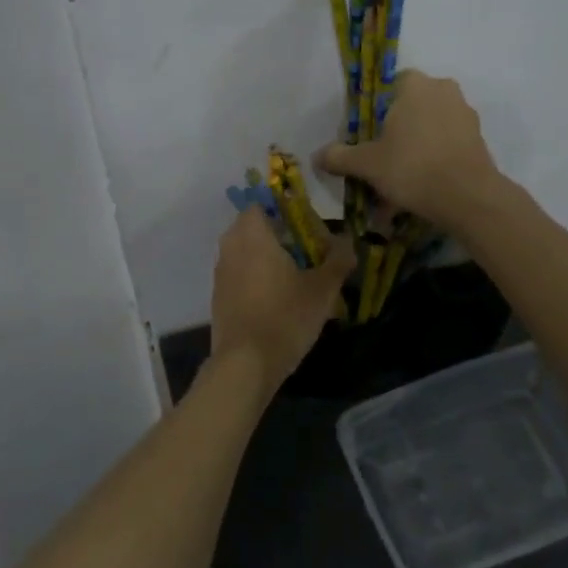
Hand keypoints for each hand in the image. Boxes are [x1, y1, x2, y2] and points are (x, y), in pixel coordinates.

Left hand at [210, 208, 354, 386]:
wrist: (245, 363)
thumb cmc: (285, 316)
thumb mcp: (322, 289)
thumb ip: (337, 260)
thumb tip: (349, 242)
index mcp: (252, 234)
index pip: (261, 204)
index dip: (284, 210)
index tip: (306, 226)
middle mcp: (230, 247)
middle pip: (253, 228)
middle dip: (278, 235)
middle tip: (306, 252)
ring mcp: (220, 273)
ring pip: (245, 253)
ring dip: (267, 258)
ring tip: (296, 277)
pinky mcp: (218, 297)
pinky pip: (239, 275)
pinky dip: (256, 279)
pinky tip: (277, 300)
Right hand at [316, 70, 504, 232]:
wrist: (467, 197)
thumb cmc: (411, 167)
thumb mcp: (366, 164)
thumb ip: (340, 157)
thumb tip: (316, 156)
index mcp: (415, 85)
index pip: (389, 86)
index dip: (375, 111)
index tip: (368, 137)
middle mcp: (443, 90)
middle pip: (411, 108)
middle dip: (396, 132)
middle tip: (381, 160)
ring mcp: (465, 114)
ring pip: (430, 129)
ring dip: (415, 149)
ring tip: (400, 183)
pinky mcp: (479, 139)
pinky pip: (447, 145)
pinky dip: (434, 161)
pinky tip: (421, 188)